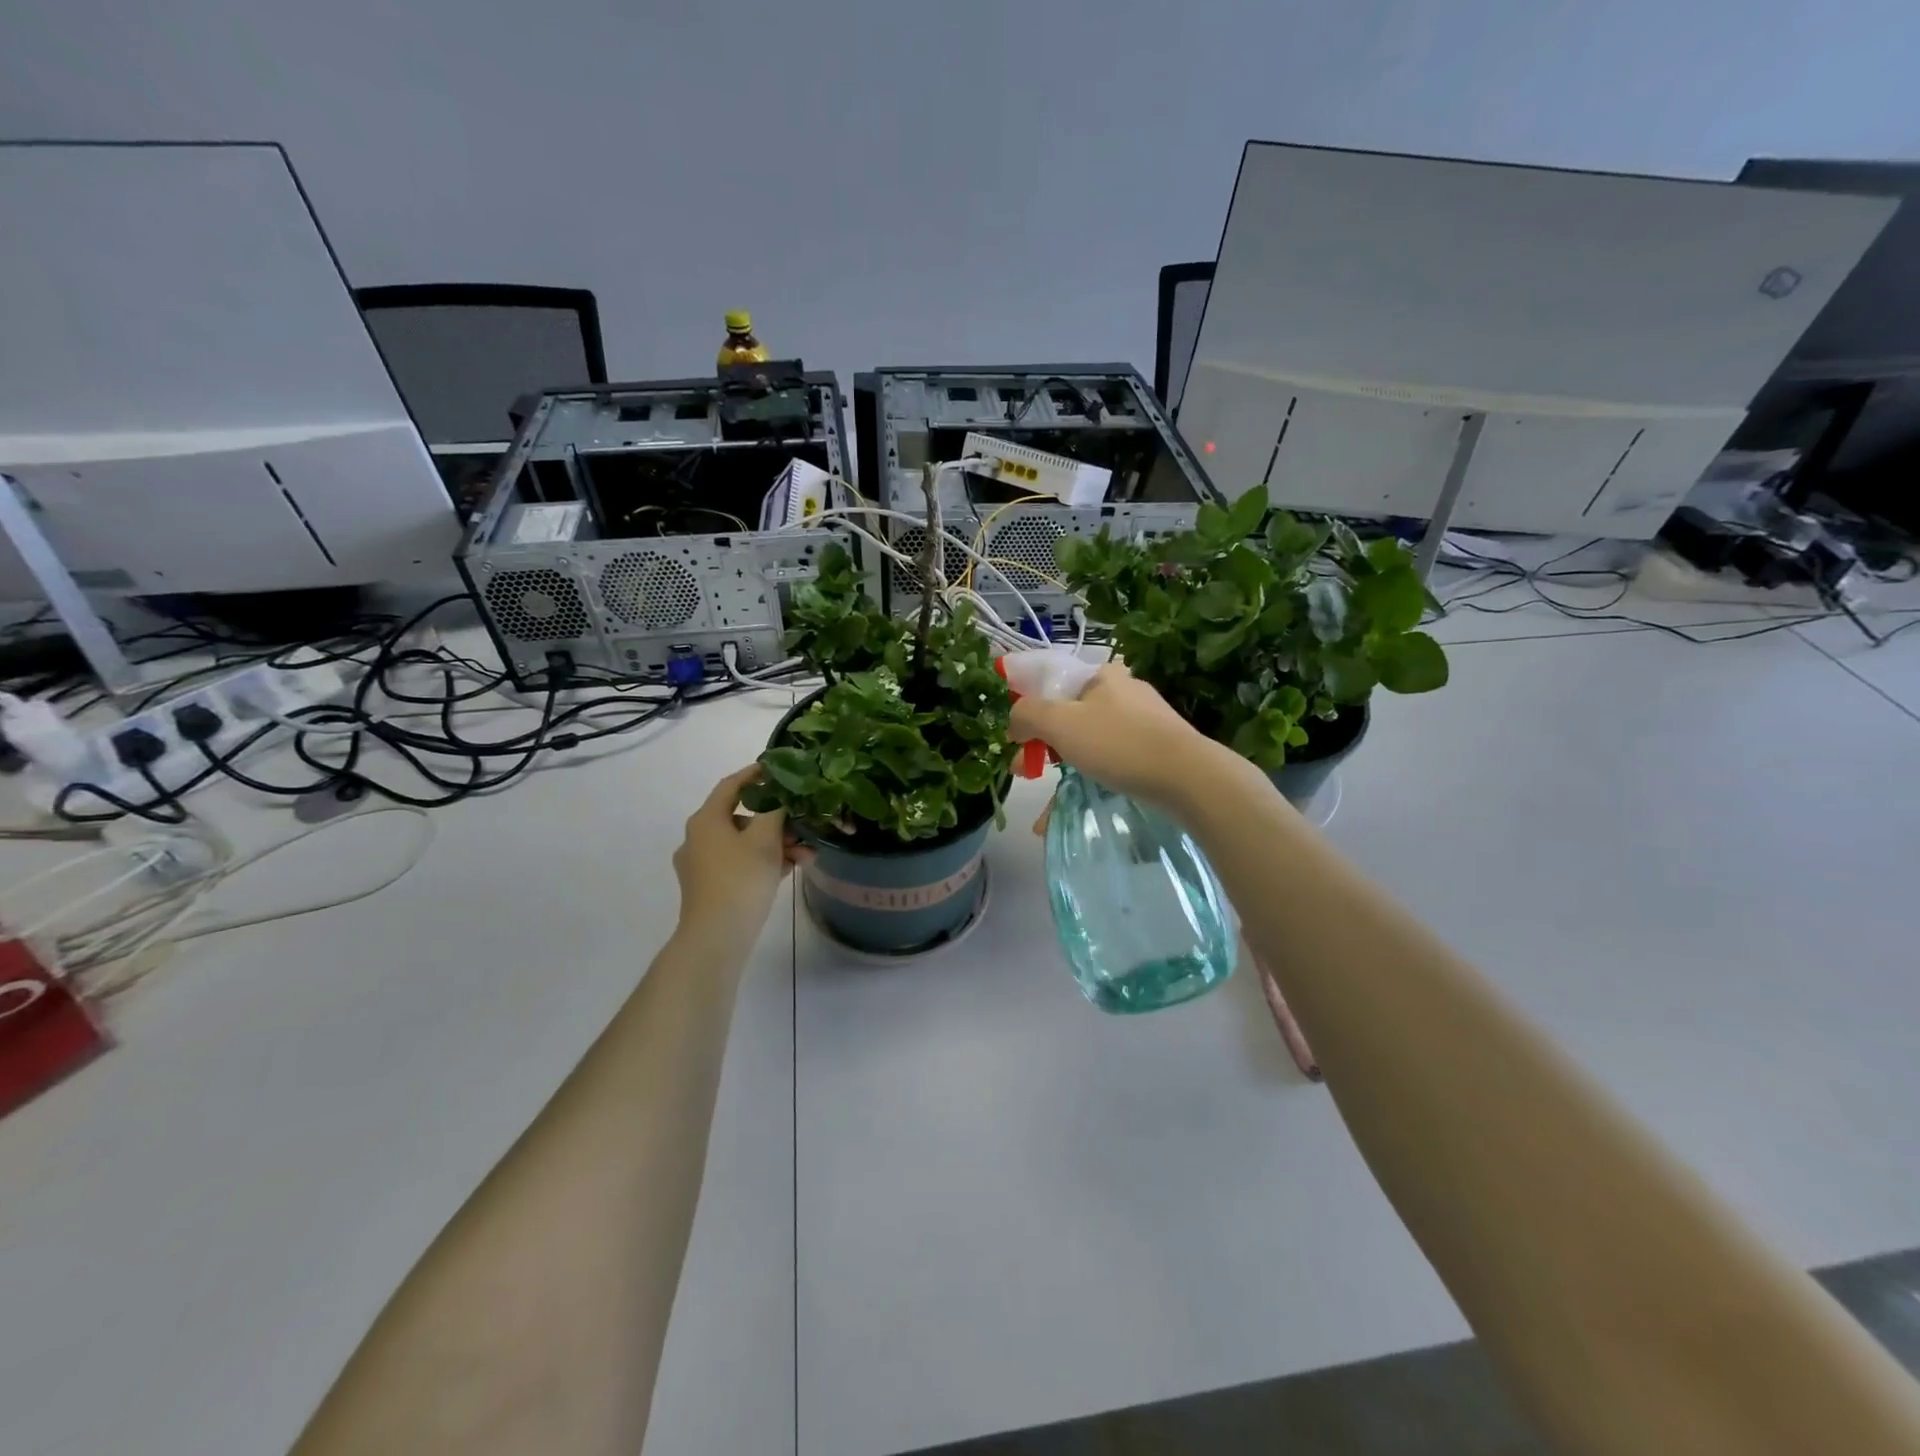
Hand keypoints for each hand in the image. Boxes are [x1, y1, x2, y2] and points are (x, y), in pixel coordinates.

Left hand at [672, 766, 810, 943]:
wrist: (717, 938)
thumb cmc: (741, 880)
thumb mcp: (765, 840)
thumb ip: (776, 810)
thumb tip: (783, 795)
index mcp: (706, 820)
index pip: (731, 785)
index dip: (755, 774)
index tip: (780, 770)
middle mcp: (698, 838)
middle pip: (742, 816)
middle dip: (777, 819)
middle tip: (803, 823)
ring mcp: (702, 865)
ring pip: (744, 843)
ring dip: (776, 844)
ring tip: (806, 854)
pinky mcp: (710, 886)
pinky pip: (741, 863)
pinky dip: (764, 862)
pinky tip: (792, 869)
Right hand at [1010, 664, 1227, 814]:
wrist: (1188, 778)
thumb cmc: (1118, 742)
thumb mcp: (1059, 722)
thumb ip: (1026, 715)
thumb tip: (1014, 722)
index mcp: (1102, 675)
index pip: (1052, 684)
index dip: (1027, 710)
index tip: (1015, 741)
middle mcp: (1123, 692)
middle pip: (1069, 715)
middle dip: (1042, 747)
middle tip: (1023, 772)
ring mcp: (1143, 722)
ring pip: (1088, 743)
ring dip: (1062, 771)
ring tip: (1043, 807)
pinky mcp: (1155, 750)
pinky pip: (1110, 762)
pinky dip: (1088, 781)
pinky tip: (1071, 810)